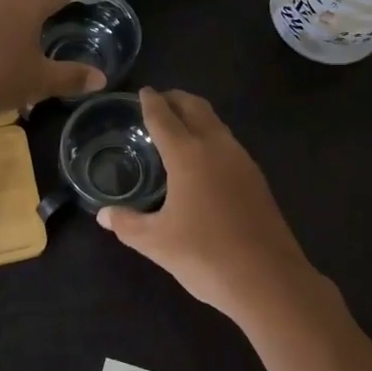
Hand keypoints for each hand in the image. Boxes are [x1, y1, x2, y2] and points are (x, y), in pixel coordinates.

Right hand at [97, 88, 340, 327]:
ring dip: (197, 115)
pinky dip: (211, 136)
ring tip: (179, 125)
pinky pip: (229, 143)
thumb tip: (104, 215)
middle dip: (176, 99)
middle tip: (160, 100)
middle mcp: (217, 147)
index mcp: (188, 154)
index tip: (143, 92)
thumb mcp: (156, 242)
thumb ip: (127, 224)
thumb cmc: (205, 255)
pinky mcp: (257, 178)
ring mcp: (242, 161)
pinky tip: (205, 158)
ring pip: (216, 123)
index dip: (151, 103)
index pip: (164, 117)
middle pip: (195, 108)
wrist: (267, 279)